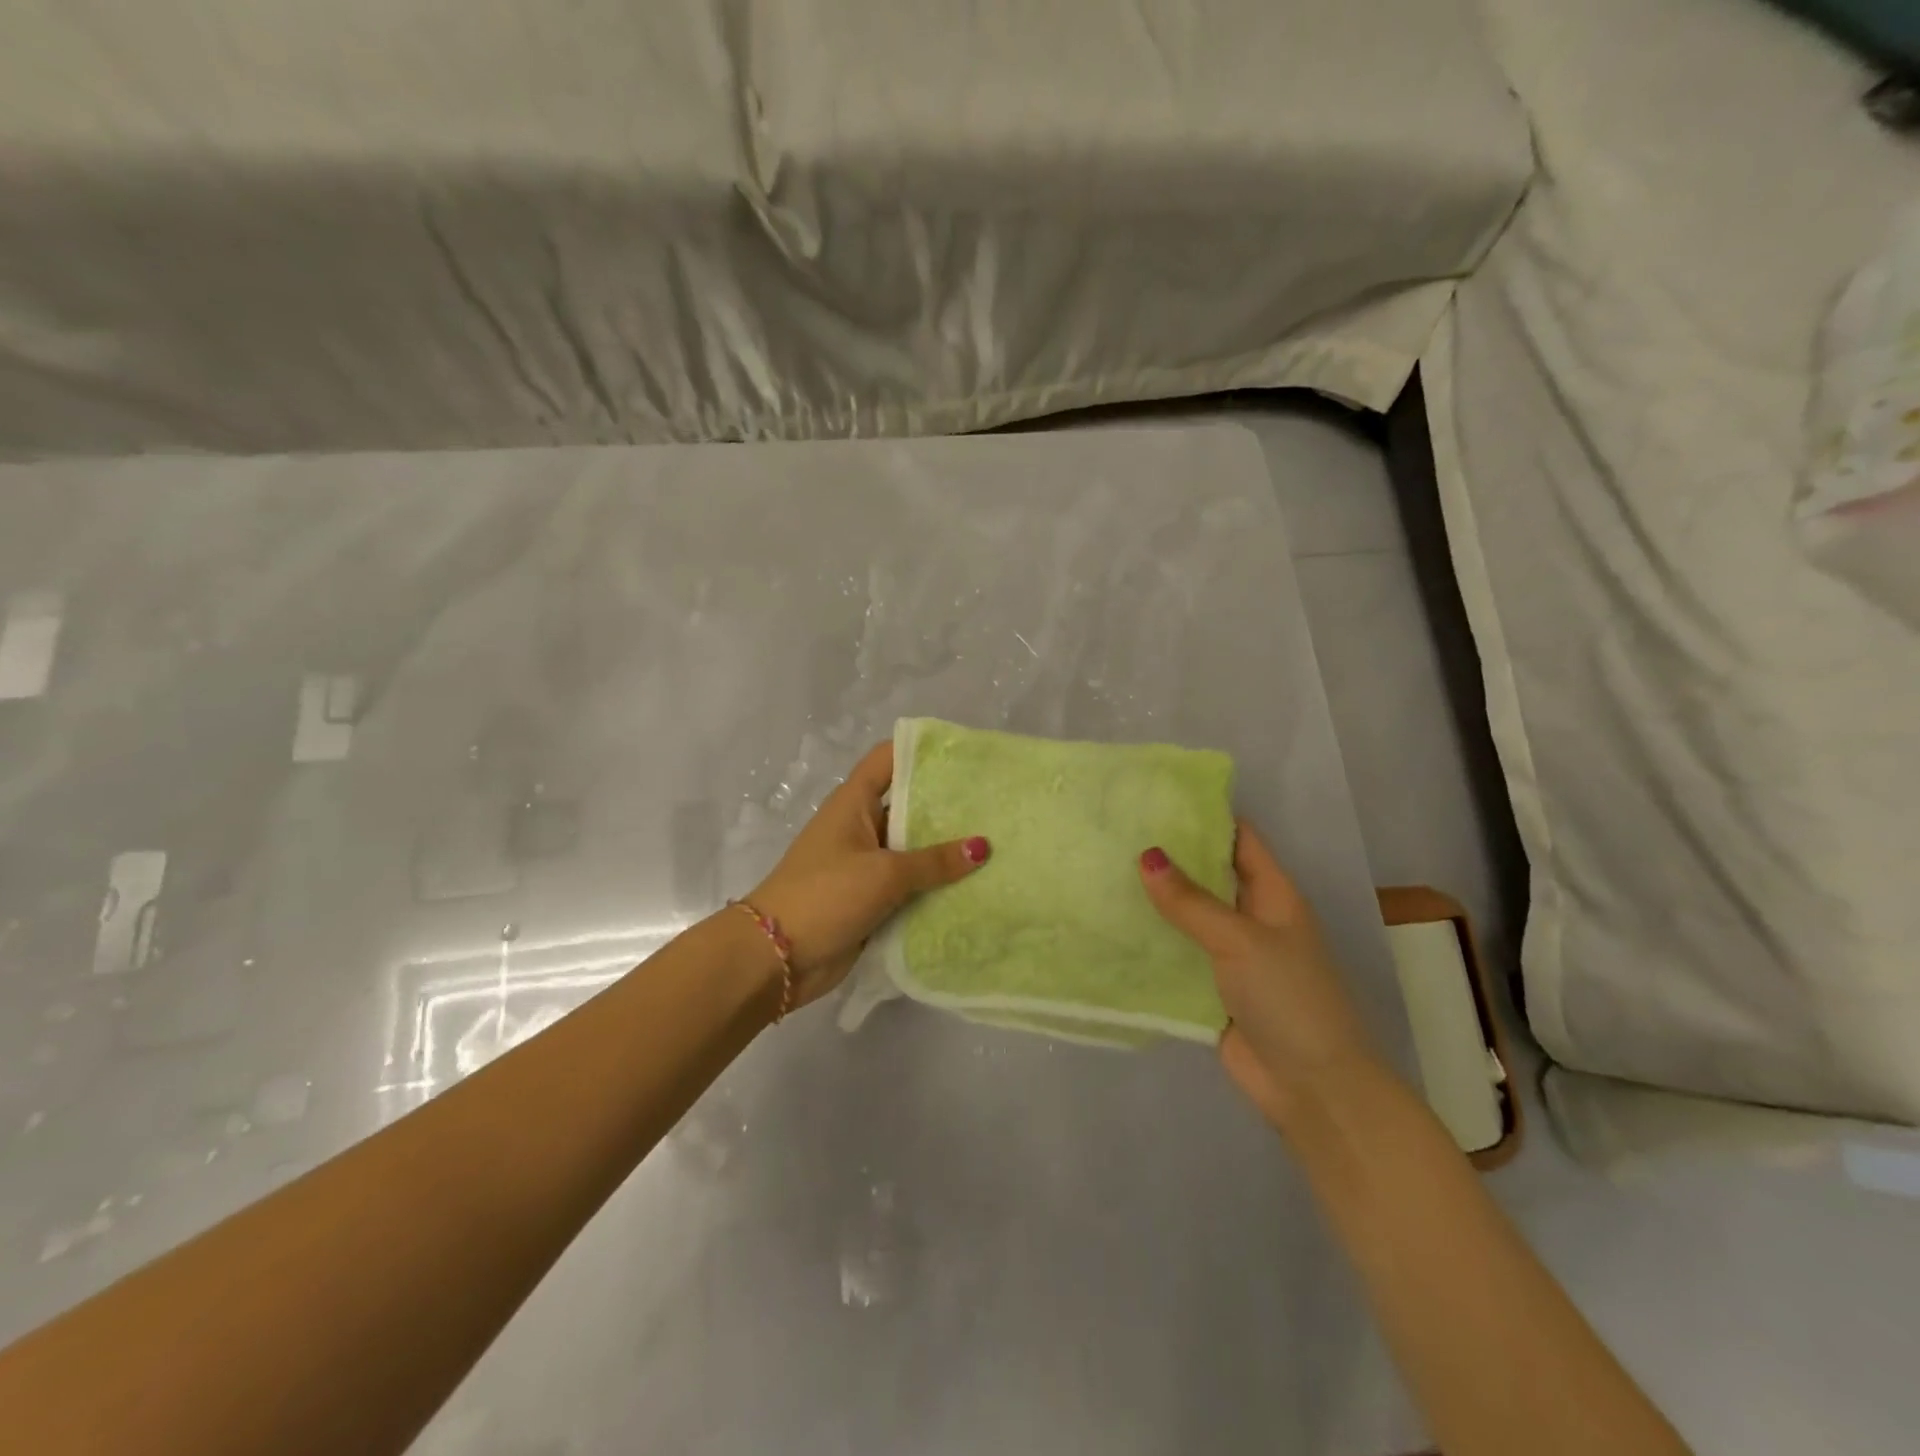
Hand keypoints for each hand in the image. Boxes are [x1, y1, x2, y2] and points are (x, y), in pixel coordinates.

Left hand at [749, 740, 988, 1008]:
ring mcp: (866, 865)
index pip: (889, 759)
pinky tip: (976, 887)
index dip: (923, 751)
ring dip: (946, 852)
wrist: (775, 958)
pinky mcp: (871, 899)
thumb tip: (983, 846)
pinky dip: (935, 887)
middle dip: (949, 806)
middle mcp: (862, 827)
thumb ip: (934, 861)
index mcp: (854, 803)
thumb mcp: (883, 873)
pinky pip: (910, 886)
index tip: (967, 755)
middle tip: (997, 805)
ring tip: (999, 846)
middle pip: (909, 805)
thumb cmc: (825, 895)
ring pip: (913, 850)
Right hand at [1139, 822, 1383, 1131]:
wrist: (1311, 1087)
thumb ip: (1191, 902)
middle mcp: (1250, 918)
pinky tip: (1109, 926)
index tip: (1157, 797)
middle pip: (1208, 875)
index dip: (1206, 815)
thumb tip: (1146, 856)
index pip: (1239, 839)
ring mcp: (1229, 955)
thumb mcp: (1241, 940)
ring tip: (1103, 870)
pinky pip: (1175, 954)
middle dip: (1169, 856)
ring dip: (1154, 900)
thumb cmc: (1288, 998)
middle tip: (1116, 831)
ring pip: (1187, 916)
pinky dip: (1149, 942)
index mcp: (1273, 895)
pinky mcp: (1208, 988)